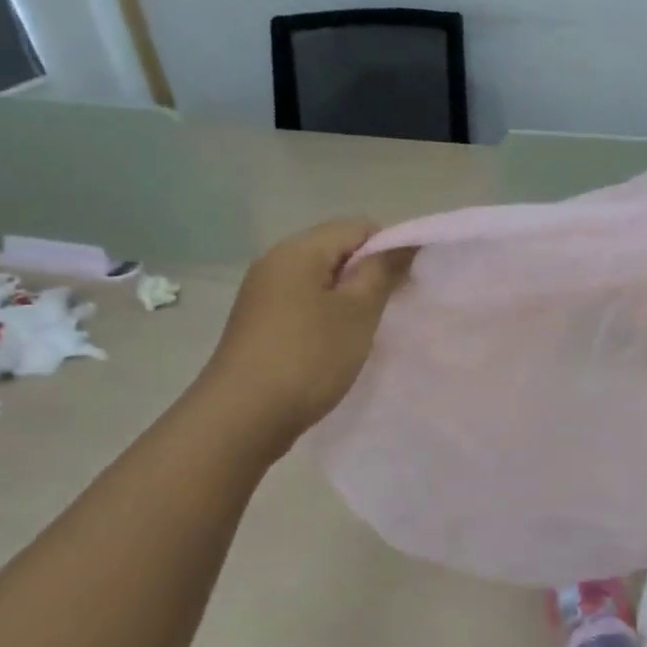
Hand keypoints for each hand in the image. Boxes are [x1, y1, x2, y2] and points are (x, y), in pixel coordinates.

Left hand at [202, 219, 414, 435]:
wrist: (242, 419)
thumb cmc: (308, 357)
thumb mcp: (357, 312)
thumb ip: (382, 272)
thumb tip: (404, 243)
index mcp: (298, 251)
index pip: (357, 227)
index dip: (389, 249)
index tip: (404, 286)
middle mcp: (275, 263)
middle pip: (337, 251)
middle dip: (369, 275)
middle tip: (389, 311)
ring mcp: (263, 295)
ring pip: (321, 281)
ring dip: (349, 300)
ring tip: (365, 332)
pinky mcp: (259, 325)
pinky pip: (304, 305)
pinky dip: (327, 318)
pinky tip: (336, 347)